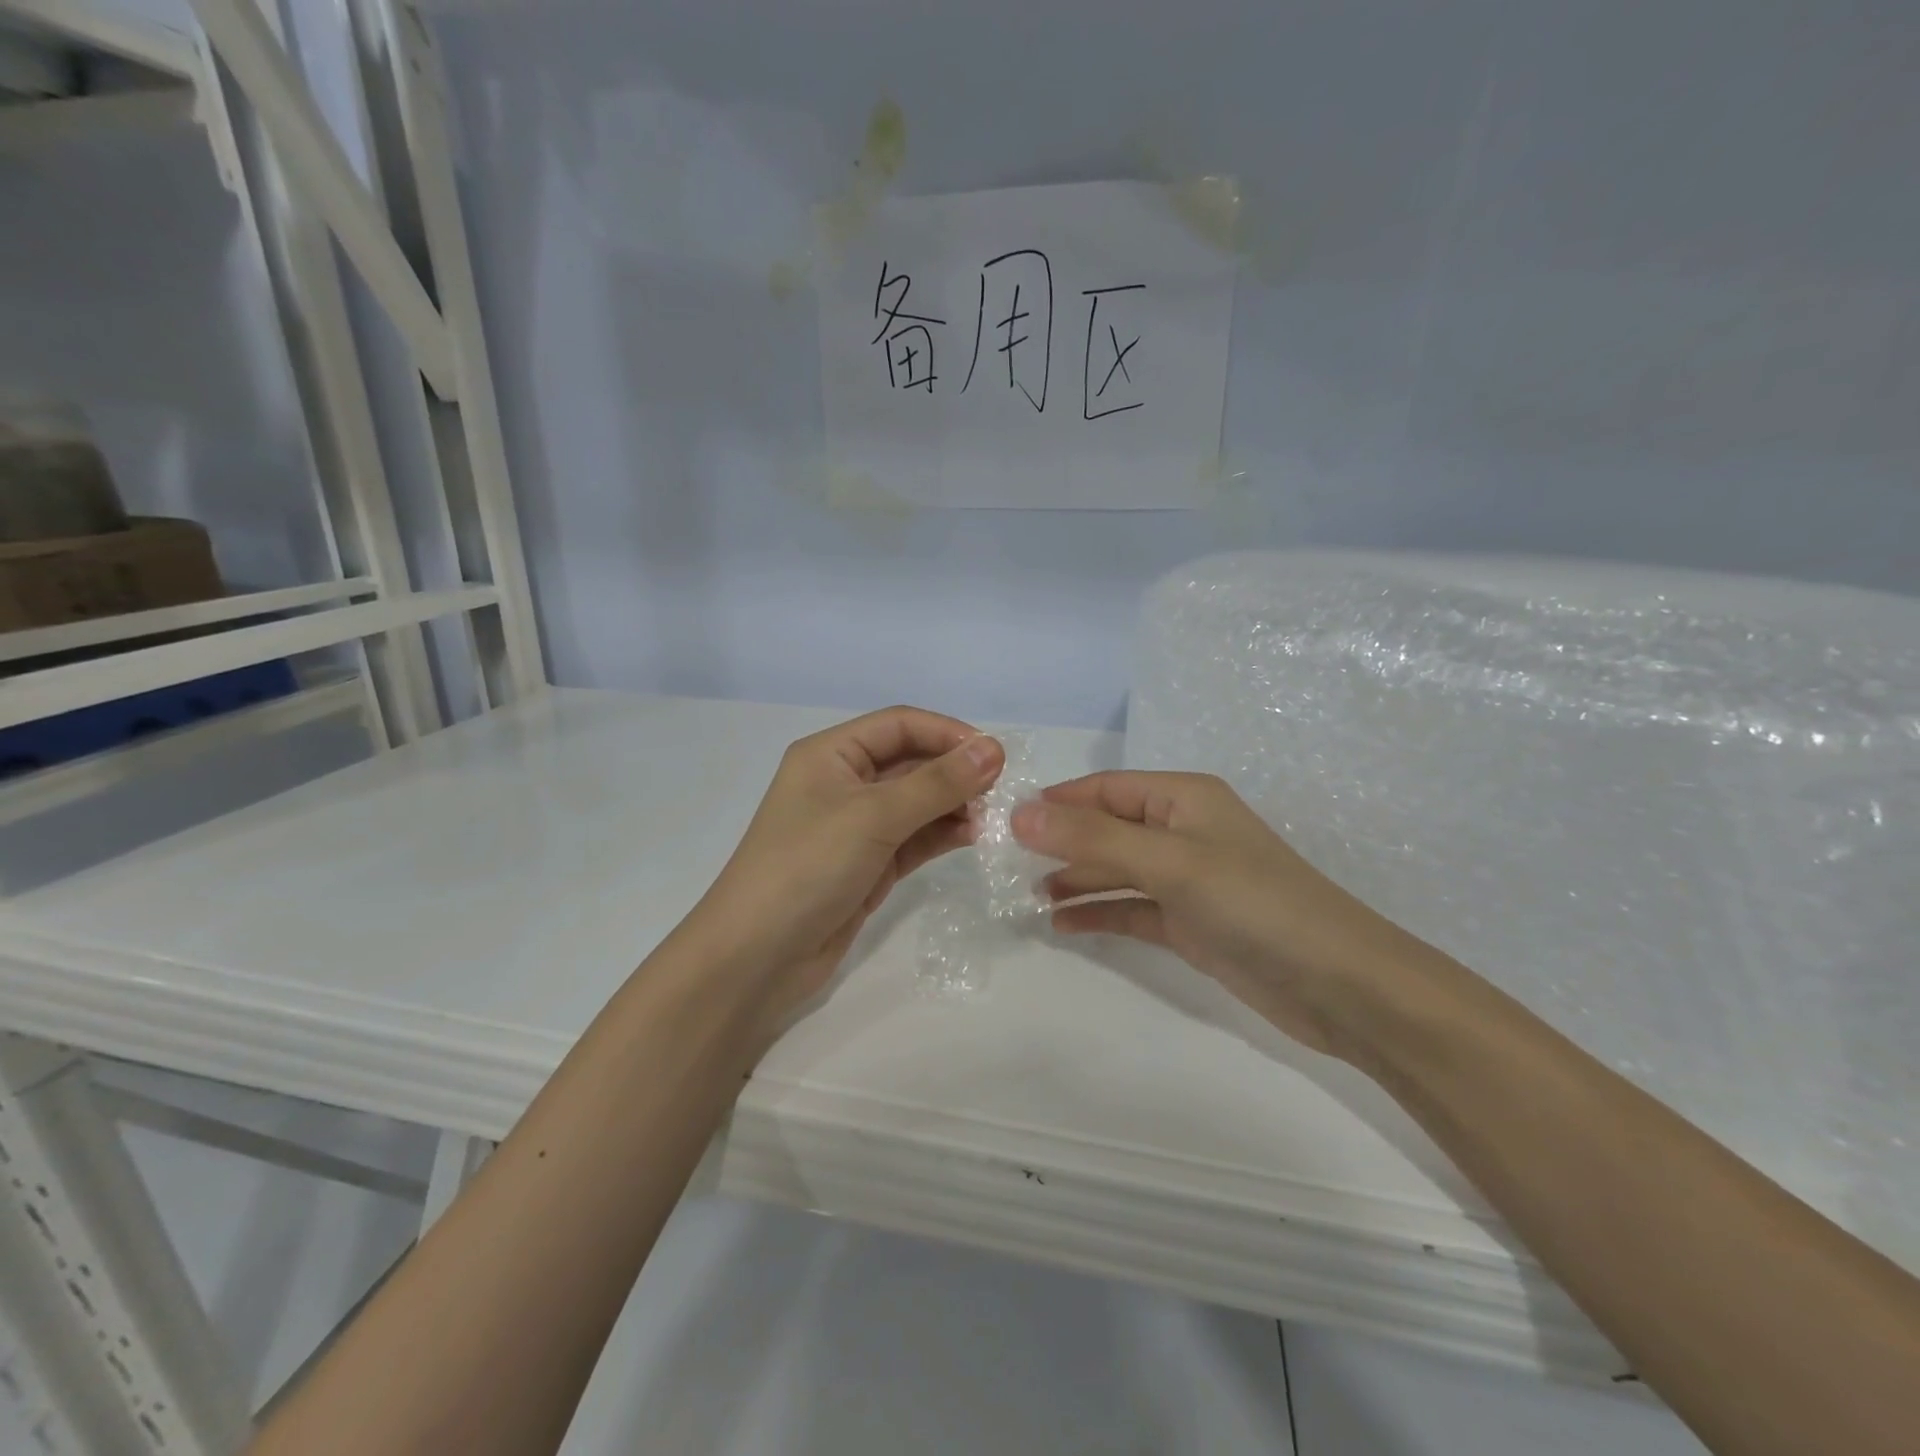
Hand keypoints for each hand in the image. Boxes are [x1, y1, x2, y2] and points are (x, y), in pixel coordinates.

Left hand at [686, 707, 1004, 1020]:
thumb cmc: (806, 867)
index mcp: (831, 754)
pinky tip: (974, 836)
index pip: (900, 725)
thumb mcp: (873, 816)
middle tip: (1001, 790)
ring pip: (917, 801)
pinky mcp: (869, 864)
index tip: (995, 755)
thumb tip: (993, 749)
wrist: (756, 958)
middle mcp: (844, 782)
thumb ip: (936, 783)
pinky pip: (915, 837)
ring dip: (954, 804)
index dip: (948, 733)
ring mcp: (857, 826)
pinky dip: (943, 833)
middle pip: (911, 761)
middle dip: (955, 771)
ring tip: (992, 818)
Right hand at [1012, 771, 1428, 1058]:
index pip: (1104, 789)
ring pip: (1116, 870)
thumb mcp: (1170, 862)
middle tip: (1005, 864)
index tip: (1004, 822)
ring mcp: (1186, 880)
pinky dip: (1098, 912)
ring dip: (1074, 878)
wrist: (1340, 984)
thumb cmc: (1254, 903)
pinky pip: (1131, 909)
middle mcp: (1182, 831)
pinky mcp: (1190, 923)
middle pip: (1106, 828)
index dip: (1055, 801)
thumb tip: (1020, 813)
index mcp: (1182, 798)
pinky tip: (1061, 924)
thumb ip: (1093, 837)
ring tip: (1026, 895)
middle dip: (1059, 842)